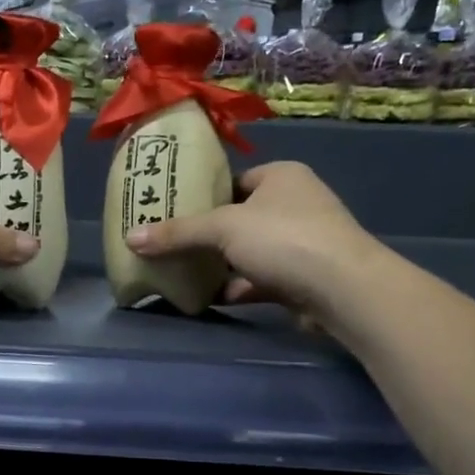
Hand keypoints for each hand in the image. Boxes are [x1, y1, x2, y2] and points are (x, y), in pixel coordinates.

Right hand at [123, 161, 385, 320]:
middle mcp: (296, 203)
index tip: (174, 211)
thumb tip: (130, 237)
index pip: (235, 181)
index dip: (205, 195)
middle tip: (172, 245)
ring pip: (251, 252)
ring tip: (183, 273)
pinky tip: (211, 298)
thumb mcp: (223, 228)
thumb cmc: (284, 239)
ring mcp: (304, 243)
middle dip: (209, 235)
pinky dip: (239, 287)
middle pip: (240, 218)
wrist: (344, 289)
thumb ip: (178, 232)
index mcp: (281, 176)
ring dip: (222, 265)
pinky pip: (262, 279)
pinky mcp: (305, 278)